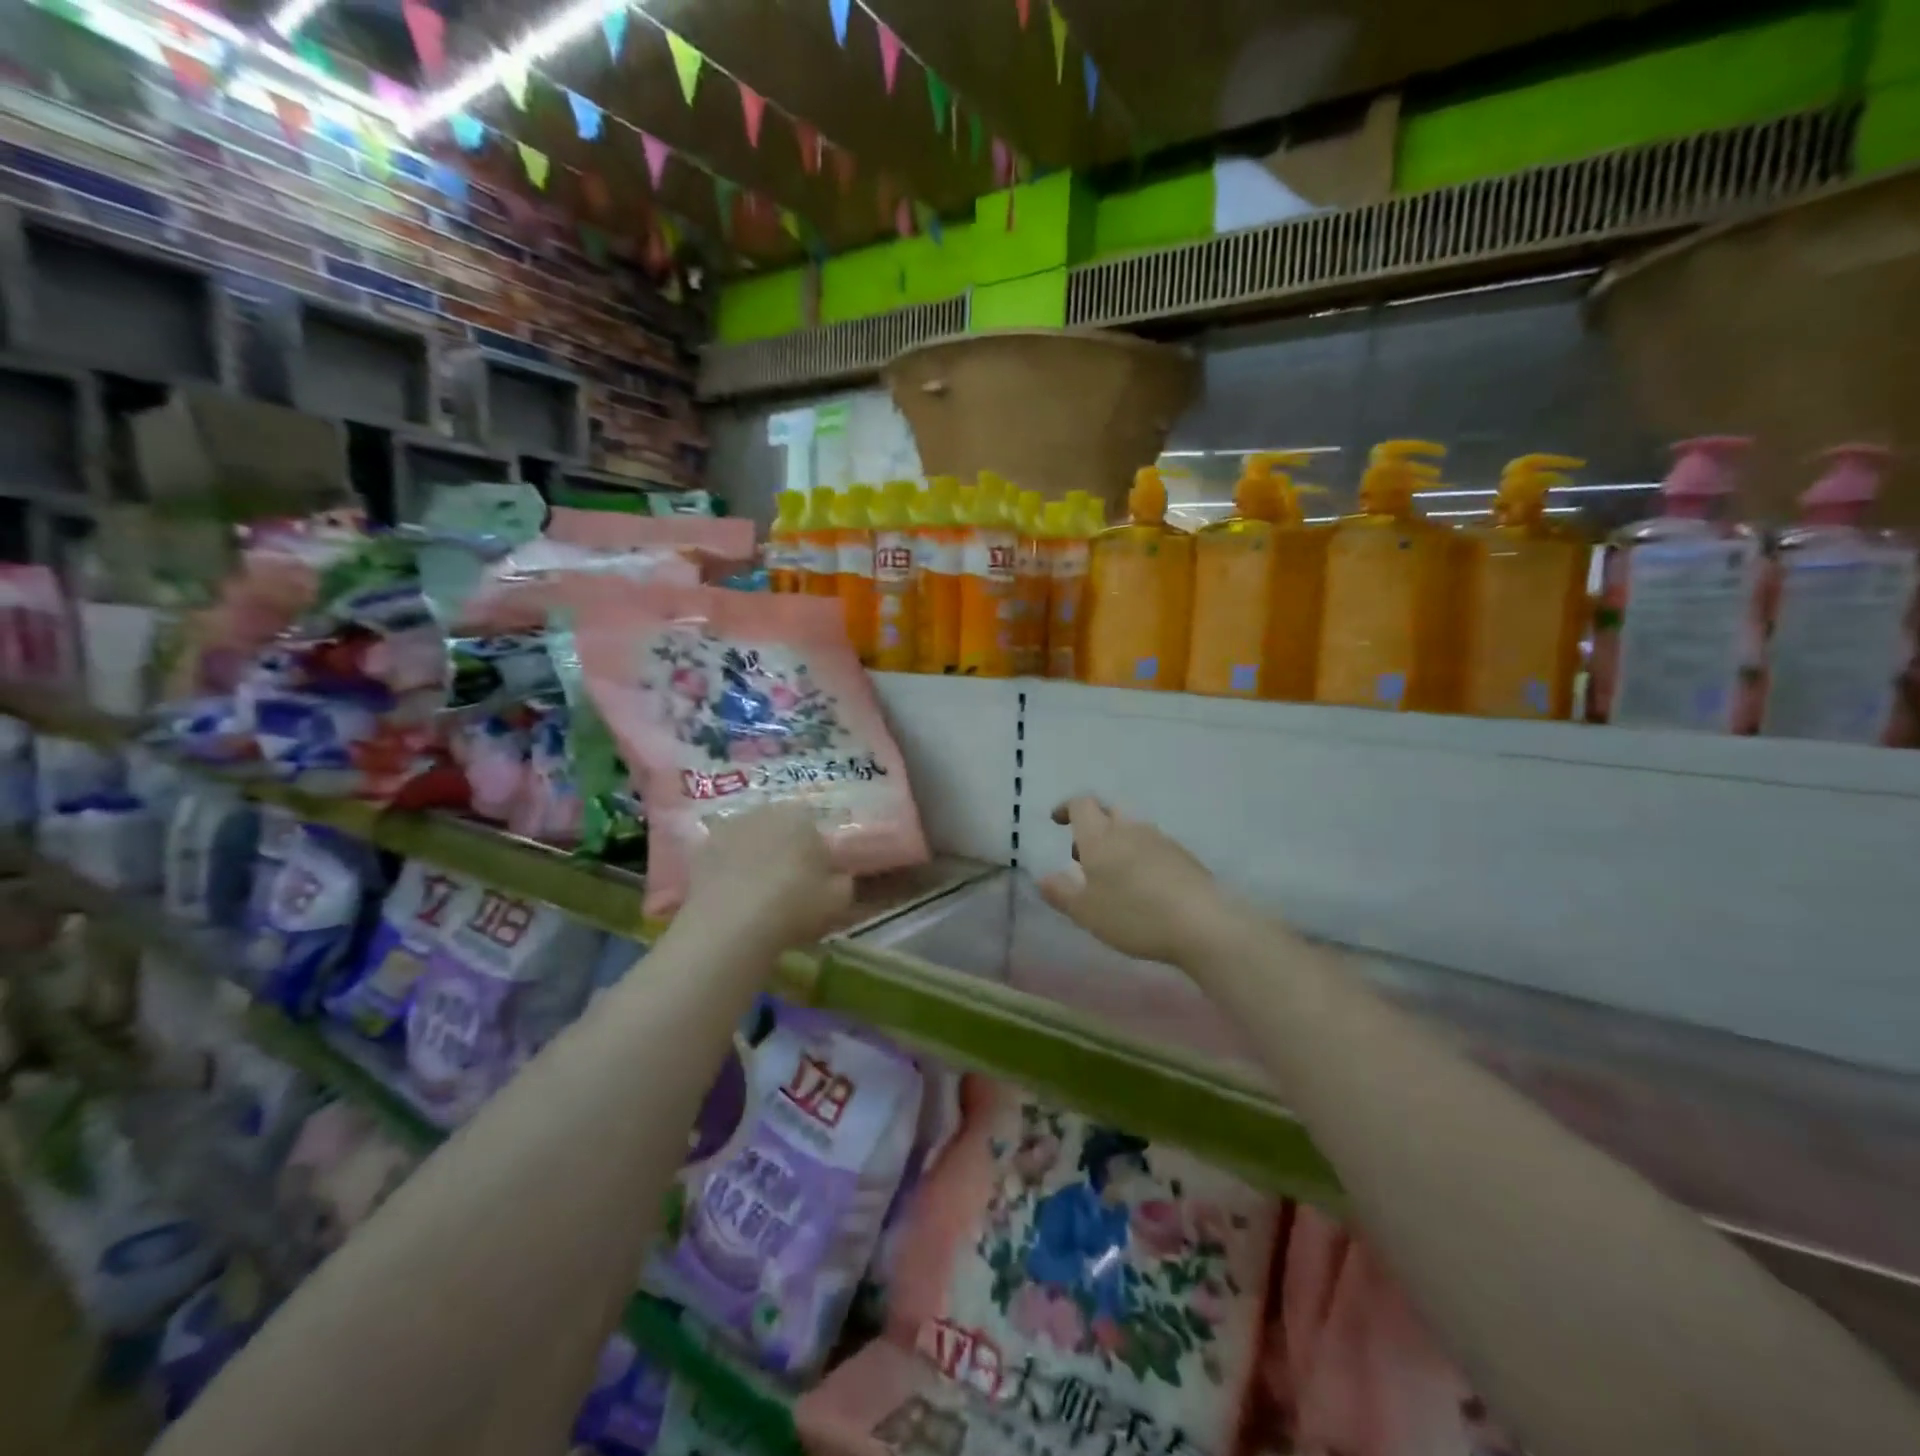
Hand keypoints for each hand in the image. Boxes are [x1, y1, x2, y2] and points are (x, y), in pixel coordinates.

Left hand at [681, 803, 852, 949]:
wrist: (731, 926)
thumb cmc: (795, 905)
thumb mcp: (839, 898)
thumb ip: (843, 880)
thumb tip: (838, 875)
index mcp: (801, 815)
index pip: (814, 826)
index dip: (816, 852)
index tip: (817, 878)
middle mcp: (764, 811)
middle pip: (780, 828)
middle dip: (785, 849)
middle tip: (789, 885)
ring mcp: (728, 827)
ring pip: (750, 840)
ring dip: (755, 857)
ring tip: (758, 893)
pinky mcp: (700, 850)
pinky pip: (724, 857)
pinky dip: (729, 871)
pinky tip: (734, 897)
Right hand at [1038, 797, 1228, 965]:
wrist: (1203, 923)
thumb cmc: (1134, 915)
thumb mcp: (1086, 912)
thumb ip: (1061, 893)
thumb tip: (1043, 877)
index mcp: (1100, 837)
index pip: (1081, 804)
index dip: (1067, 808)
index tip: (1057, 821)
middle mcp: (1130, 829)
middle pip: (1109, 811)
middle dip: (1093, 825)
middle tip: (1083, 854)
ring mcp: (1161, 841)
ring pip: (1132, 830)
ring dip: (1117, 843)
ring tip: (1113, 877)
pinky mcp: (1184, 857)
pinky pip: (1154, 847)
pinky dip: (1141, 858)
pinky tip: (1143, 888)